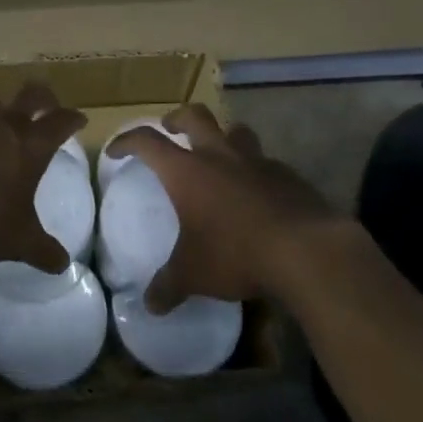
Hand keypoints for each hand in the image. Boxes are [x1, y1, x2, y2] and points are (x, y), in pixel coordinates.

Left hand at [0, 84, 85, 270]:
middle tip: (45, 105)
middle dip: (42, 96)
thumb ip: (43, 250)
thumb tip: (63, 265)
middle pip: (30, 94)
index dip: (73, 119)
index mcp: (31, 146)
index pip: (62, 121)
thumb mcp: (19, 242)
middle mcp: (3, 125)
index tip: (79, 120)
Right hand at [109, 105, 336, 311]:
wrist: (305, 249)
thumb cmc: (236, 253)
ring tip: (219, 154)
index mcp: (187, 171)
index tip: (117, 150)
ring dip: (223, 137)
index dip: (128, 141)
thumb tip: (149, 305)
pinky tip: (257, 192)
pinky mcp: (287, 175)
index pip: (148, 142)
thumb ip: (169, 286)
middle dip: (177, 118)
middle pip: (194, 116)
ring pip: (235, 131)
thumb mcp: (194, 274)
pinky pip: (265, 162)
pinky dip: (255, 169)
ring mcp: (256, 161)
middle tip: (170, 129)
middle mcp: (219, 155)